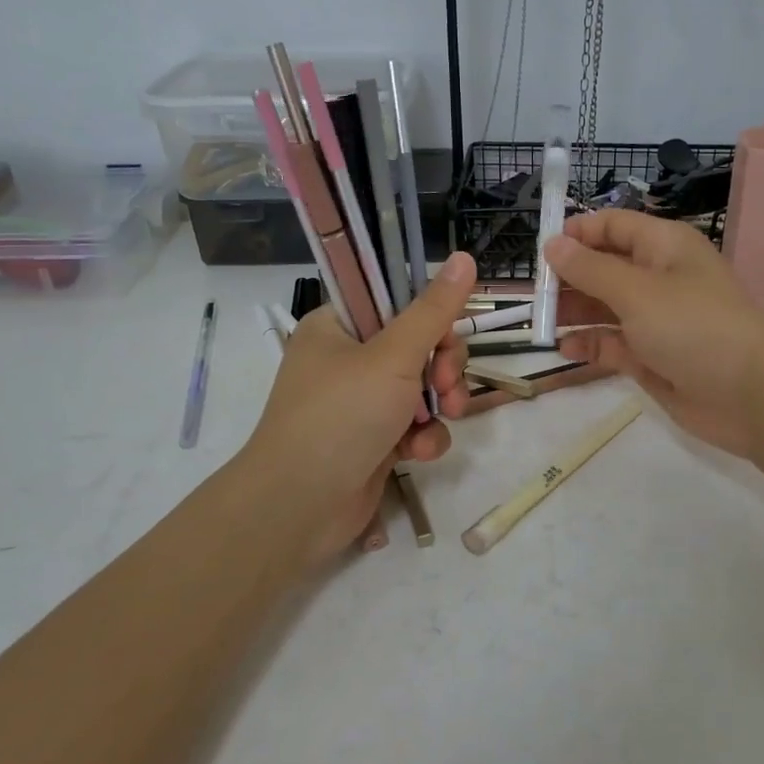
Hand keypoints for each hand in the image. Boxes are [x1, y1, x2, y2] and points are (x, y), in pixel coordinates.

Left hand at [241, 253, 475, 562]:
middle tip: (446, 384)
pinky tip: (418, 452)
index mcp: (338, 326)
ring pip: (423, 387)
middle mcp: (347, 360)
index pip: (395, 301)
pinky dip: (423, 436)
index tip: (446, 334)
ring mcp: (360, 403)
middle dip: (443, 366)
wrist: (300, 505)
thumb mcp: (394, 356)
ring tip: (441, 418)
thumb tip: (464, 257)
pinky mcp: (374, 440)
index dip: (429, 316)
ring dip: (440, 403)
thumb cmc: (341, 416)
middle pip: (418, 345)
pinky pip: (414, 425)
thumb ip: (434, 310)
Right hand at [545, 212, 763, 457]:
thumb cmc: (693, 327)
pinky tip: (566, 350)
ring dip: (574, 312)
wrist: (749, 395)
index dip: (578, 234)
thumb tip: (553, 244)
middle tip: (535, 296)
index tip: (541, 251)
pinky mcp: (653, 356)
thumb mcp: (636, 291)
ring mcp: (656, 319)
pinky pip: (613, 343)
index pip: (613, 226)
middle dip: (569, 278)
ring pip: (604, 307)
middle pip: (604, 267)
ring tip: (541, 324)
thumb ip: (590, 269)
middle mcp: (659, 278)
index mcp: (664, 247)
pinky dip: (590, 344)